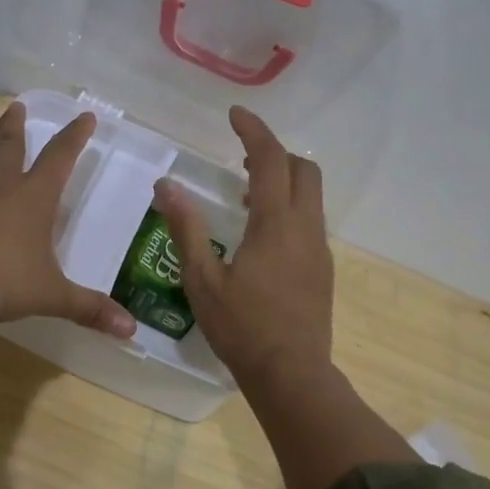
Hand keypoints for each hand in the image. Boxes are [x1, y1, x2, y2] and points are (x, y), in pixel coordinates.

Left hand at [0, 102, 136, 336]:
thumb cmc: (3, 282)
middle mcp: (0, 181)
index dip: (75, 136)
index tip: (85, 117)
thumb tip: (130, 331)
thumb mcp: (52, 296)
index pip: (61, 156)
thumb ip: (90, 309)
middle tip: (16, 106)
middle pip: (9, 141)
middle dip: (16, 122)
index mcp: (34, 196)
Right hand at [152, 107, 332, 386]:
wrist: (291, 373)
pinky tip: (262, 236)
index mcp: (276, 224)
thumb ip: (186, 228)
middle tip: (243, 159)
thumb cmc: (242, 327)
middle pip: (304, 170)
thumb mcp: (203, 279)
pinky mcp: (323, 269)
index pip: (271, 160)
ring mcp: (319, 249)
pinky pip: (311, 221)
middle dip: (276, 153)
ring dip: (284, 182)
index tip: (235, 115)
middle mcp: (305, 228)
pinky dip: (290, 208)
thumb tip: (166, 186)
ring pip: (311, 196)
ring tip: (247, 197)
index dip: (254, 131)